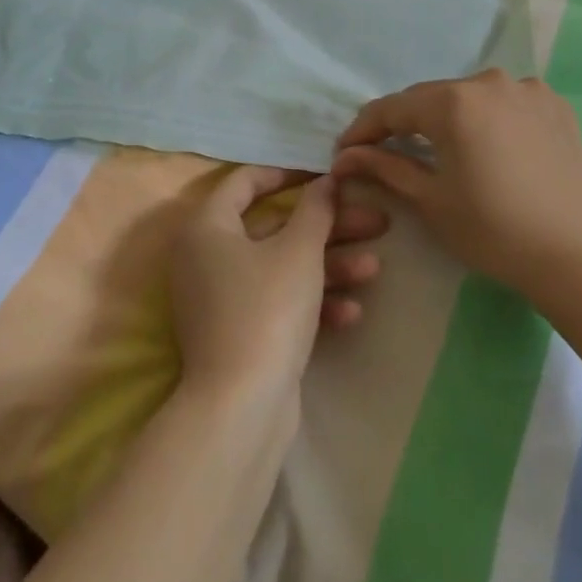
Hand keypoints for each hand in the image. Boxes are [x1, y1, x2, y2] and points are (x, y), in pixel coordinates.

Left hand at [169, 166, 384, 406]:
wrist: (241, 409)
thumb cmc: (267, 310)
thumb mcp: (298, 251)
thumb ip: (315, 209)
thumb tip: (325, 180)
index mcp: (207, 226)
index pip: (245, 181)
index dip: (288, 172)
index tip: (326, 175)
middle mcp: (206, 256)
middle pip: (275, 227)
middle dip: (328, 226)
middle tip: (373, 221)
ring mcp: (221, 298)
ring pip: (281, 266)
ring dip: (328, 265)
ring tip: (374, 267)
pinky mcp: (238, 333)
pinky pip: (276, 302)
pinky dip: (310, 302)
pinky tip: (352, 312)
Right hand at [332, 69, 581, 304]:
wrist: (578, 255)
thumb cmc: (493, 230)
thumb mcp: (431, 200)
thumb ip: (384, 167)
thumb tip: (344, 157)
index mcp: (453, 101)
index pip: (393, 108)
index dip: (364, 129)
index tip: (345, 152)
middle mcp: (488, 81)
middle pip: (432, 98)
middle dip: (406, 123)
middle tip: (386, 151)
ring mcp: (526, 89)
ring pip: (470, 98)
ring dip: (450, 119)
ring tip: (442, 150)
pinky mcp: (554, 104)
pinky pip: (506, 103)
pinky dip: (489, 119)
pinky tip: (489, 146)